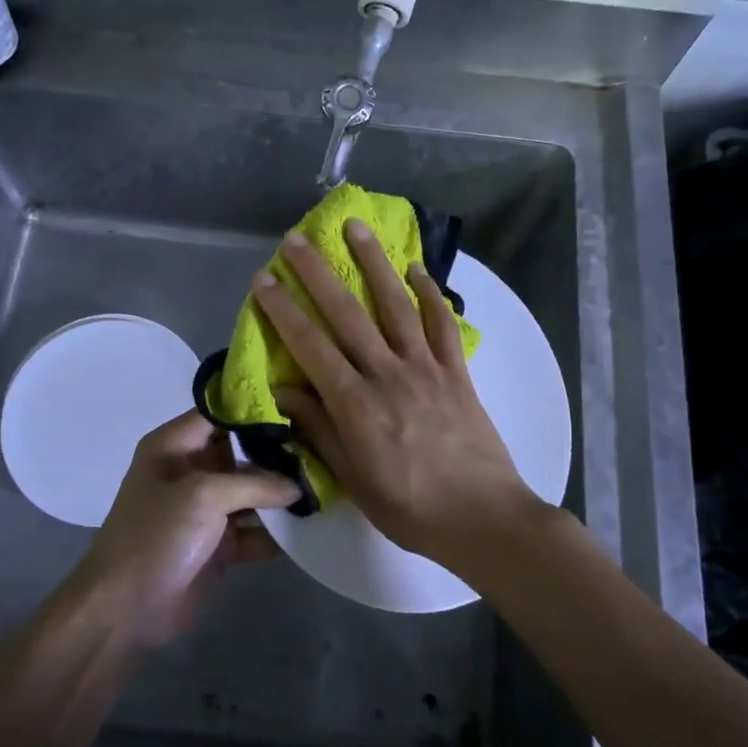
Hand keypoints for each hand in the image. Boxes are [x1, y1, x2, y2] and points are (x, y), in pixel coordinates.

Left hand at [66, 411, 299, 646]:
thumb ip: (254, 484)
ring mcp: (204, 511)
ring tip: (324, 488)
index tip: (298, 409)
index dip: (255, 409)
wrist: (124, 611)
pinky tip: (310, 528)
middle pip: (241, 453)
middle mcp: (189, 472)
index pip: (218, 414)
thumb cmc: (156, 537)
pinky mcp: (217, 546)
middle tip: (321, 449)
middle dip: (278, 455)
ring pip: (251, 493)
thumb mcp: (203, 497)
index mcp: (173, 446)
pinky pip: (253, 531)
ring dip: (281, 496)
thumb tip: (297, 486)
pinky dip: (275, 532)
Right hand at [250, 220, 541, 572]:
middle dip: (317, 273)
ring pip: (395, 305)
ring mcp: (426, 368)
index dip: (283, 311)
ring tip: (355, 228)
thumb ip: (318, 429)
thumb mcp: (352, 479)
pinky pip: (442, 324)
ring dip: (374, 263)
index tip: (264, 280)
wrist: (483, 518)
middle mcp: (388, 373)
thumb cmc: (410, 508)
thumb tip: (282, 389)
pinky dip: (430, 293)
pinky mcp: (457, 372)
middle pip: (347, 313)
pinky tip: (416, 269)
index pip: (310, 346)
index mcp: (356, 403)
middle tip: (296, 239)